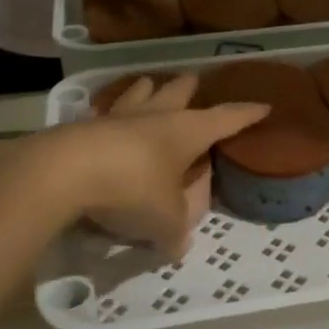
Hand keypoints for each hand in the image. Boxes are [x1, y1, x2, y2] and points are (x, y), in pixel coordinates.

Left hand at [15, 75, 265, 258]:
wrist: (65, 173)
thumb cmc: (133, 189)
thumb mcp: (164, 222)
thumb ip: (176, 233)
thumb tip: (178, 246)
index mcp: (186, 132)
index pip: (226, 118)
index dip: (246, 114)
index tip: (263, 106)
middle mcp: (156, 116)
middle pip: (177, 92)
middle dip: (189, 88)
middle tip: (194, 82)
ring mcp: (117, 116)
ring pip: (138, 93)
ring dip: (147, 91)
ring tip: (150, 87)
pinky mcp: (83, 125)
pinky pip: (102, 114)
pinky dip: (108, 114)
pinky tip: (103, 118)